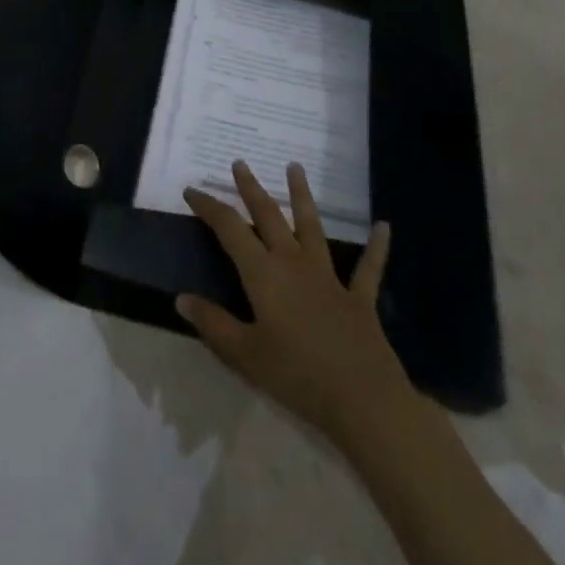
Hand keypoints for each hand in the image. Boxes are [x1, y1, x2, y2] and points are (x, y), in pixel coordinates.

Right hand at [178, 161, 406, 445]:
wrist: (363, 400)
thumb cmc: (297, 376)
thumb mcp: (245, 355)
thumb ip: (214, 324)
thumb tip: (181, 298)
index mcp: (264, 274)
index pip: (229, 229)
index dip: (209, 207)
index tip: (192, 190)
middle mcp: (294, 263)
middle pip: (269, 216)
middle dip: (251, 189)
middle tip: (240, 163)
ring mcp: (329, 277)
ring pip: (312, 227)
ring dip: (302, 196)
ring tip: (295, 167)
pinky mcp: (358, 297)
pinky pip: (368, 268)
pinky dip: (376, 247)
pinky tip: (384, 227)